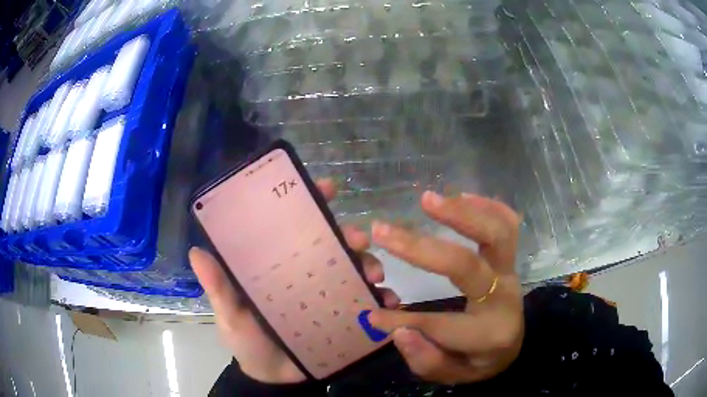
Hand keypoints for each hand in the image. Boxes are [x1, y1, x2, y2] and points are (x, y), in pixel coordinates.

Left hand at [189, 179, 400, 383]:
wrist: (273, 378)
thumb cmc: (248, 342)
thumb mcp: (230, 314)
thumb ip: (218, 288)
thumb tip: (196, 252)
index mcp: (279, 266)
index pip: (295, 227)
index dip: (311, 202)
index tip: (328, 188)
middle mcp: (307, 274)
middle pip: (333, 244)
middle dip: (350, 235)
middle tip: (359, 240)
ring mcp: (328, 294)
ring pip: (355, 268)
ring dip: (370, 264)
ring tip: (375, 276)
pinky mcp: (344, 316)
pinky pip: (367, 302)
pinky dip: (381, 299)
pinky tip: (388, 304)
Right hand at [368, 191, 523, 384]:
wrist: (511, 344)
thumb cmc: (479, 360)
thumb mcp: (453, 374)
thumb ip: (427, 360)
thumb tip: (398, 333)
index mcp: (489, 334)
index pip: (441, 324)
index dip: (404, 321)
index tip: (372, 315)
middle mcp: (503, 298)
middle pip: (466, 265)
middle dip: (421, 248)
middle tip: (383, 231)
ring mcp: (510, 273)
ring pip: (496, 233)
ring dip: (460, 213)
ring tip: (427, 200)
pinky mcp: (511, 259)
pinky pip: (508, 224)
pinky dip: (488, 206)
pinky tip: (462, 196)